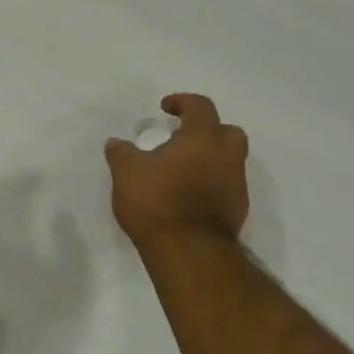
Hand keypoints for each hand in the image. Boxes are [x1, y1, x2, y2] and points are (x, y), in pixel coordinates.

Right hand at [105, 93, 248, 246]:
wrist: (189, 251)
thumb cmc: (157, 202)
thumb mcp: (126, 173)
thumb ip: (121, 153)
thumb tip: (116, 142)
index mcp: (203, 137)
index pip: (200, 106)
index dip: (182, 102)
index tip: (165, 108)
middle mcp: (227, 156)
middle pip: (227, 132)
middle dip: (208, 130)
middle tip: (184, 139)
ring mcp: (236, 185)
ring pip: (229, 161)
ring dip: (210, 160)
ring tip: (182, 171)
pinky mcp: (238, 211)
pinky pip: (226, 187)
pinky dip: (211, 185)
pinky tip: (189, 197)